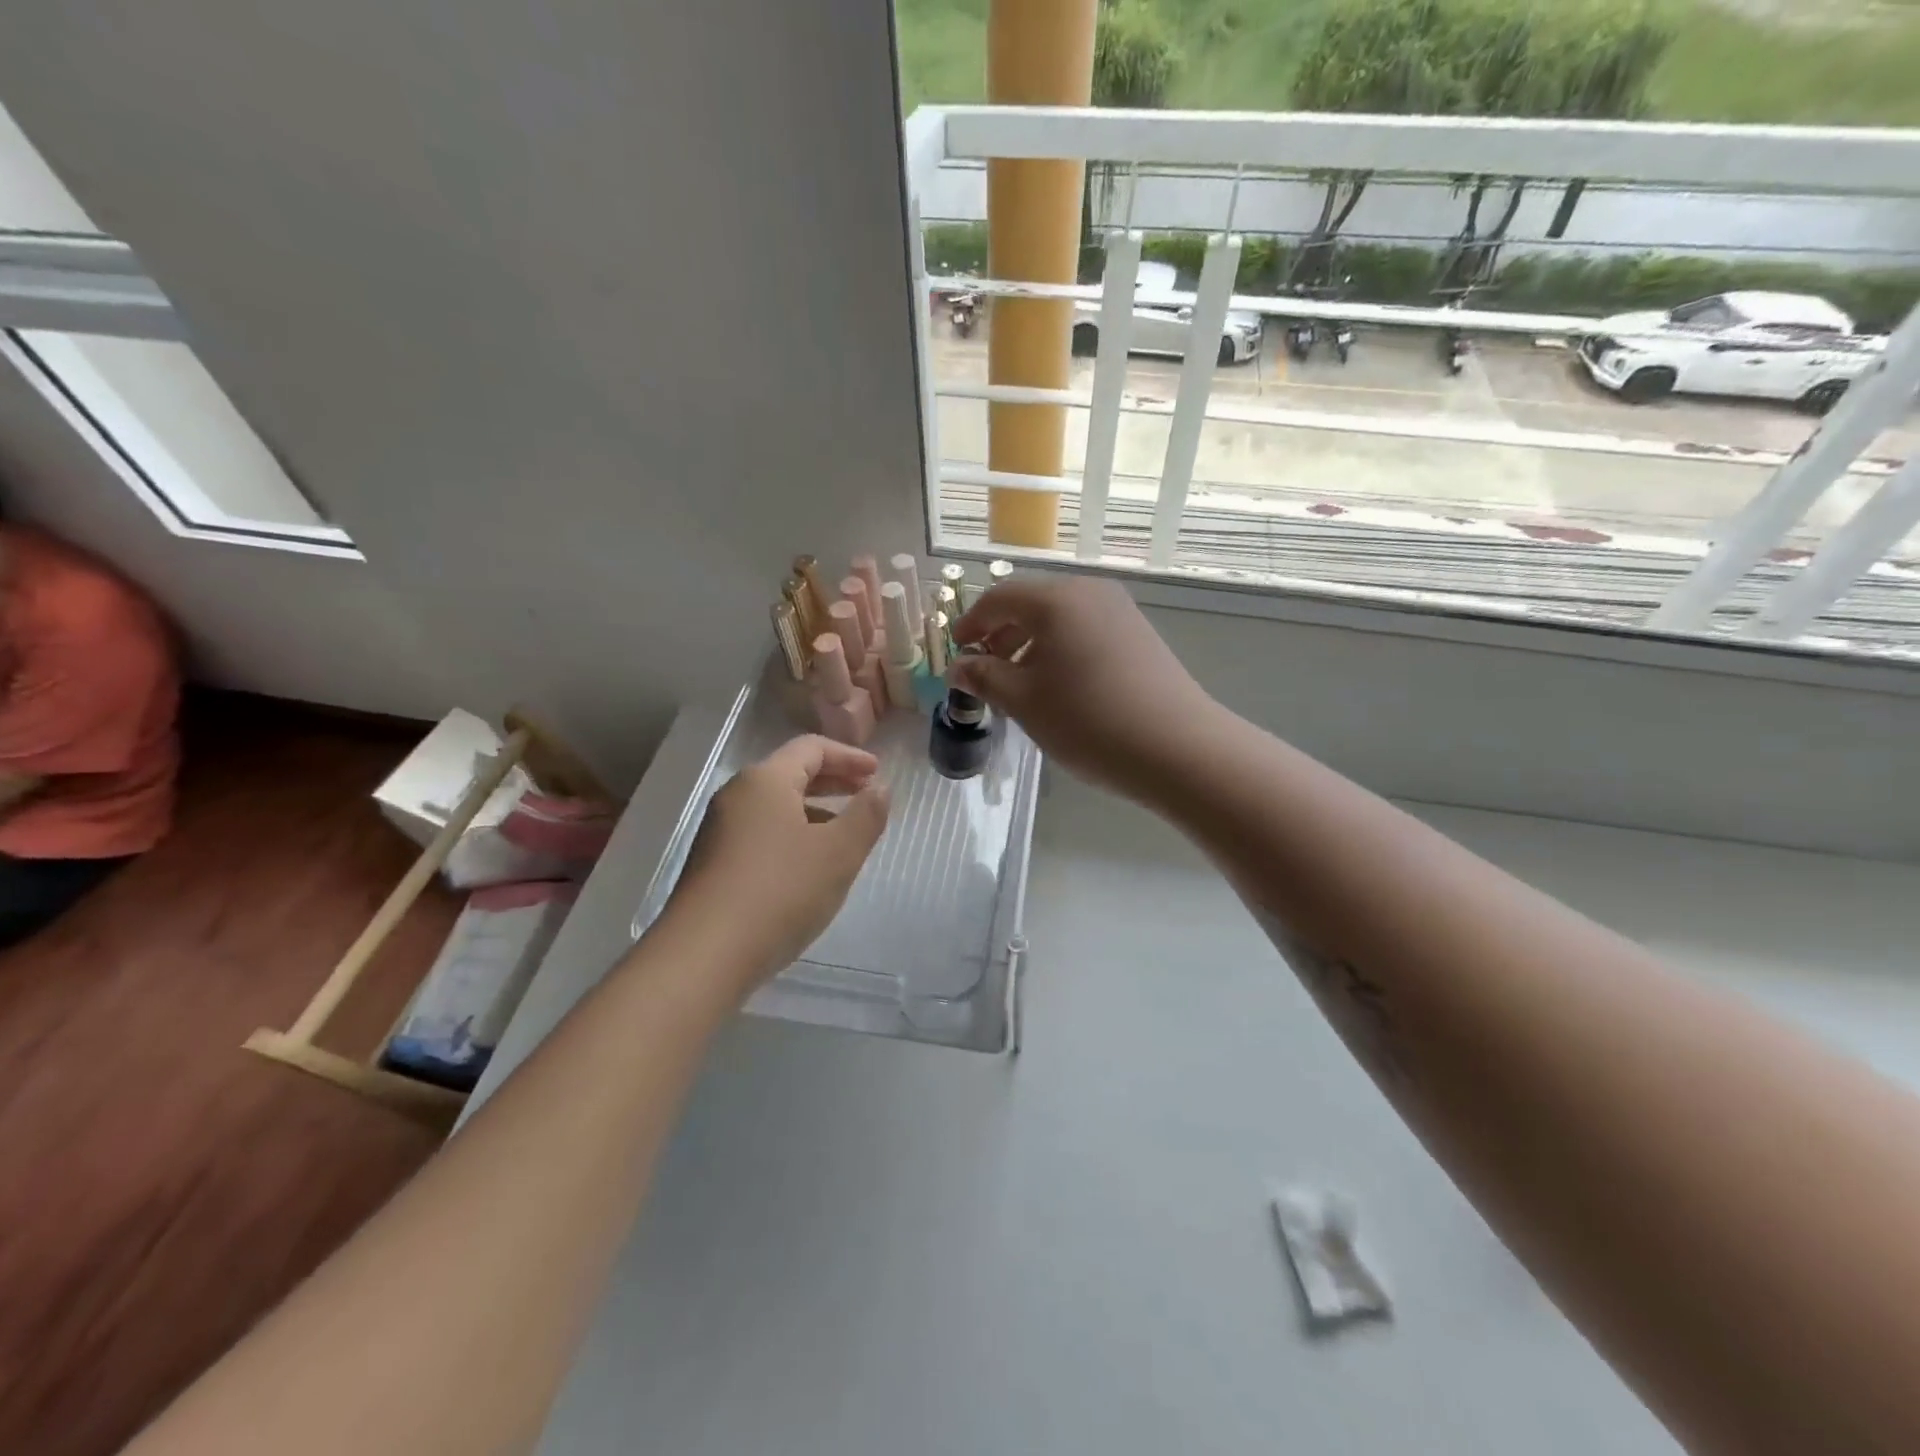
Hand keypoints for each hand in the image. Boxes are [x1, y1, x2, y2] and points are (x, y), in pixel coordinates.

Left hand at [662, 736, 889, 993]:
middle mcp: (737, 796)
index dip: (849, 757)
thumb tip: (881, 788)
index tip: (877, 773)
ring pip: (775, 806)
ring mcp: (719, 830)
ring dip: (814, 810)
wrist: (704, 955)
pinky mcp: (712, 864)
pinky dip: (792, 834)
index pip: (811, 748)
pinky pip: (761, 833)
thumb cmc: (780, 891)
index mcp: (765, 781)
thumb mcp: (839, 853)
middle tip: (866, 794)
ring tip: (844, 834)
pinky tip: (808, 867)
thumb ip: (866, 815)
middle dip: (833, 781)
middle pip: (790, 773)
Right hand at [948, 576, 1213, 801]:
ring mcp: (1120, 611)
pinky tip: (1060, 686)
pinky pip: (1086, 630)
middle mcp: (1089, 591)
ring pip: (1061, 618)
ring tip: (1020, 684)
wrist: (1177, 748)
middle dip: (1001, 634)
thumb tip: (959, 666)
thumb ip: (984, 677)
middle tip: (985, 670)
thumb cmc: (1087, 720)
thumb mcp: (1023, 701)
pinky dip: (1061, 649)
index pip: (999, 597)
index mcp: (1056, 599)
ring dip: (1031, 643)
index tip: (957, 652)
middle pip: (1032, 603)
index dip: (971, 623)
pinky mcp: (1139, 634)